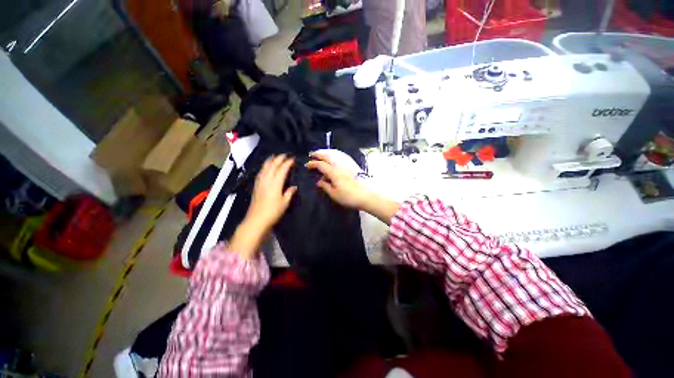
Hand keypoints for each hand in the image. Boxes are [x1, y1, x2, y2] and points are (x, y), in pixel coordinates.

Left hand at [247, 155, 296, 229]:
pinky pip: (260, 172)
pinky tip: (265, 167)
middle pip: (272, 165)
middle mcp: (267, 180)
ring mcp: (260, 182)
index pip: (282, 169)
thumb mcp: (285, 203)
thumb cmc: (273, 211)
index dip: (287, 163)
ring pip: (265, 167)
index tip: (292, 159)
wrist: (256, 219)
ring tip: (274, 157)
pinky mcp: (256, 186)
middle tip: (284, 155)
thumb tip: (294, 187)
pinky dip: (264, 167)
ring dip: (270, 161)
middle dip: (278, 159)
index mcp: (276, 183)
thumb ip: (289, 193)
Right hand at [306, 152, 371, 208]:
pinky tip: (335, 155)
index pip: (321, 165)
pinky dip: (336, 153)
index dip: (313, 164)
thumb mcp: (335, 194)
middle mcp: (340, 165)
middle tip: (312, 154)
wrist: (367, 196)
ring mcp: (348, 164)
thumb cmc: (350, 197)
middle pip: (328, 156)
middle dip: (319, 154)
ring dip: (327, 152)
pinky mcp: (353, 165)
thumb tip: (319, 182)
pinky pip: (343, 155)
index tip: (307, 165)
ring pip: (335, 154)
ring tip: (321, 153)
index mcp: (334, 172)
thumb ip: (325, 186)